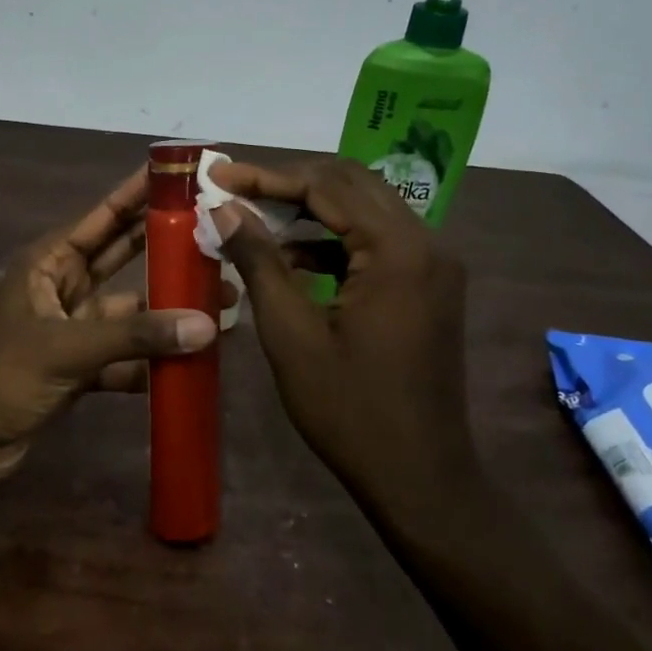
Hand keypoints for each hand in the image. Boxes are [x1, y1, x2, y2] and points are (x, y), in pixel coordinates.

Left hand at [0, 166, 218, 479]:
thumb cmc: (1, 376)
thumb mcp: (66, 349)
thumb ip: (135, 337)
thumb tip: (207, 325)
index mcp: (50, 262)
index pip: (105, 216)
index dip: (142, 193)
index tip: (184, 175)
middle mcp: (64, 286)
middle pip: (124, 255)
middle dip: (168, 247)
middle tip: (219, 236)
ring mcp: (74, 327)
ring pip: (131, 310)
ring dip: (168, 310)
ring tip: (223, 305)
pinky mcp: (81, 366)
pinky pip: (126, 354)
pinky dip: (153, 360)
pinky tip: (192, 363)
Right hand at [208, 158, 479, 503]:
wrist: (420, 477)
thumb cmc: (348, 408)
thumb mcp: (290, 332)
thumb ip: (258, 260)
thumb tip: (224, 208)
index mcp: (398, 249)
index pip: (326, 186)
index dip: (266, 176)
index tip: (218, 173)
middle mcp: (426, 242)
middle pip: (351, 184)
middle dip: (289, 183)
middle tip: (234, 189)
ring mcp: (434, 264)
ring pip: (365, 209)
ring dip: (311, 210)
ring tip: (254, 220)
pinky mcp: (429, 285)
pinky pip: (377, 242)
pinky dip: (334, 241)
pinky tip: (292, 259)